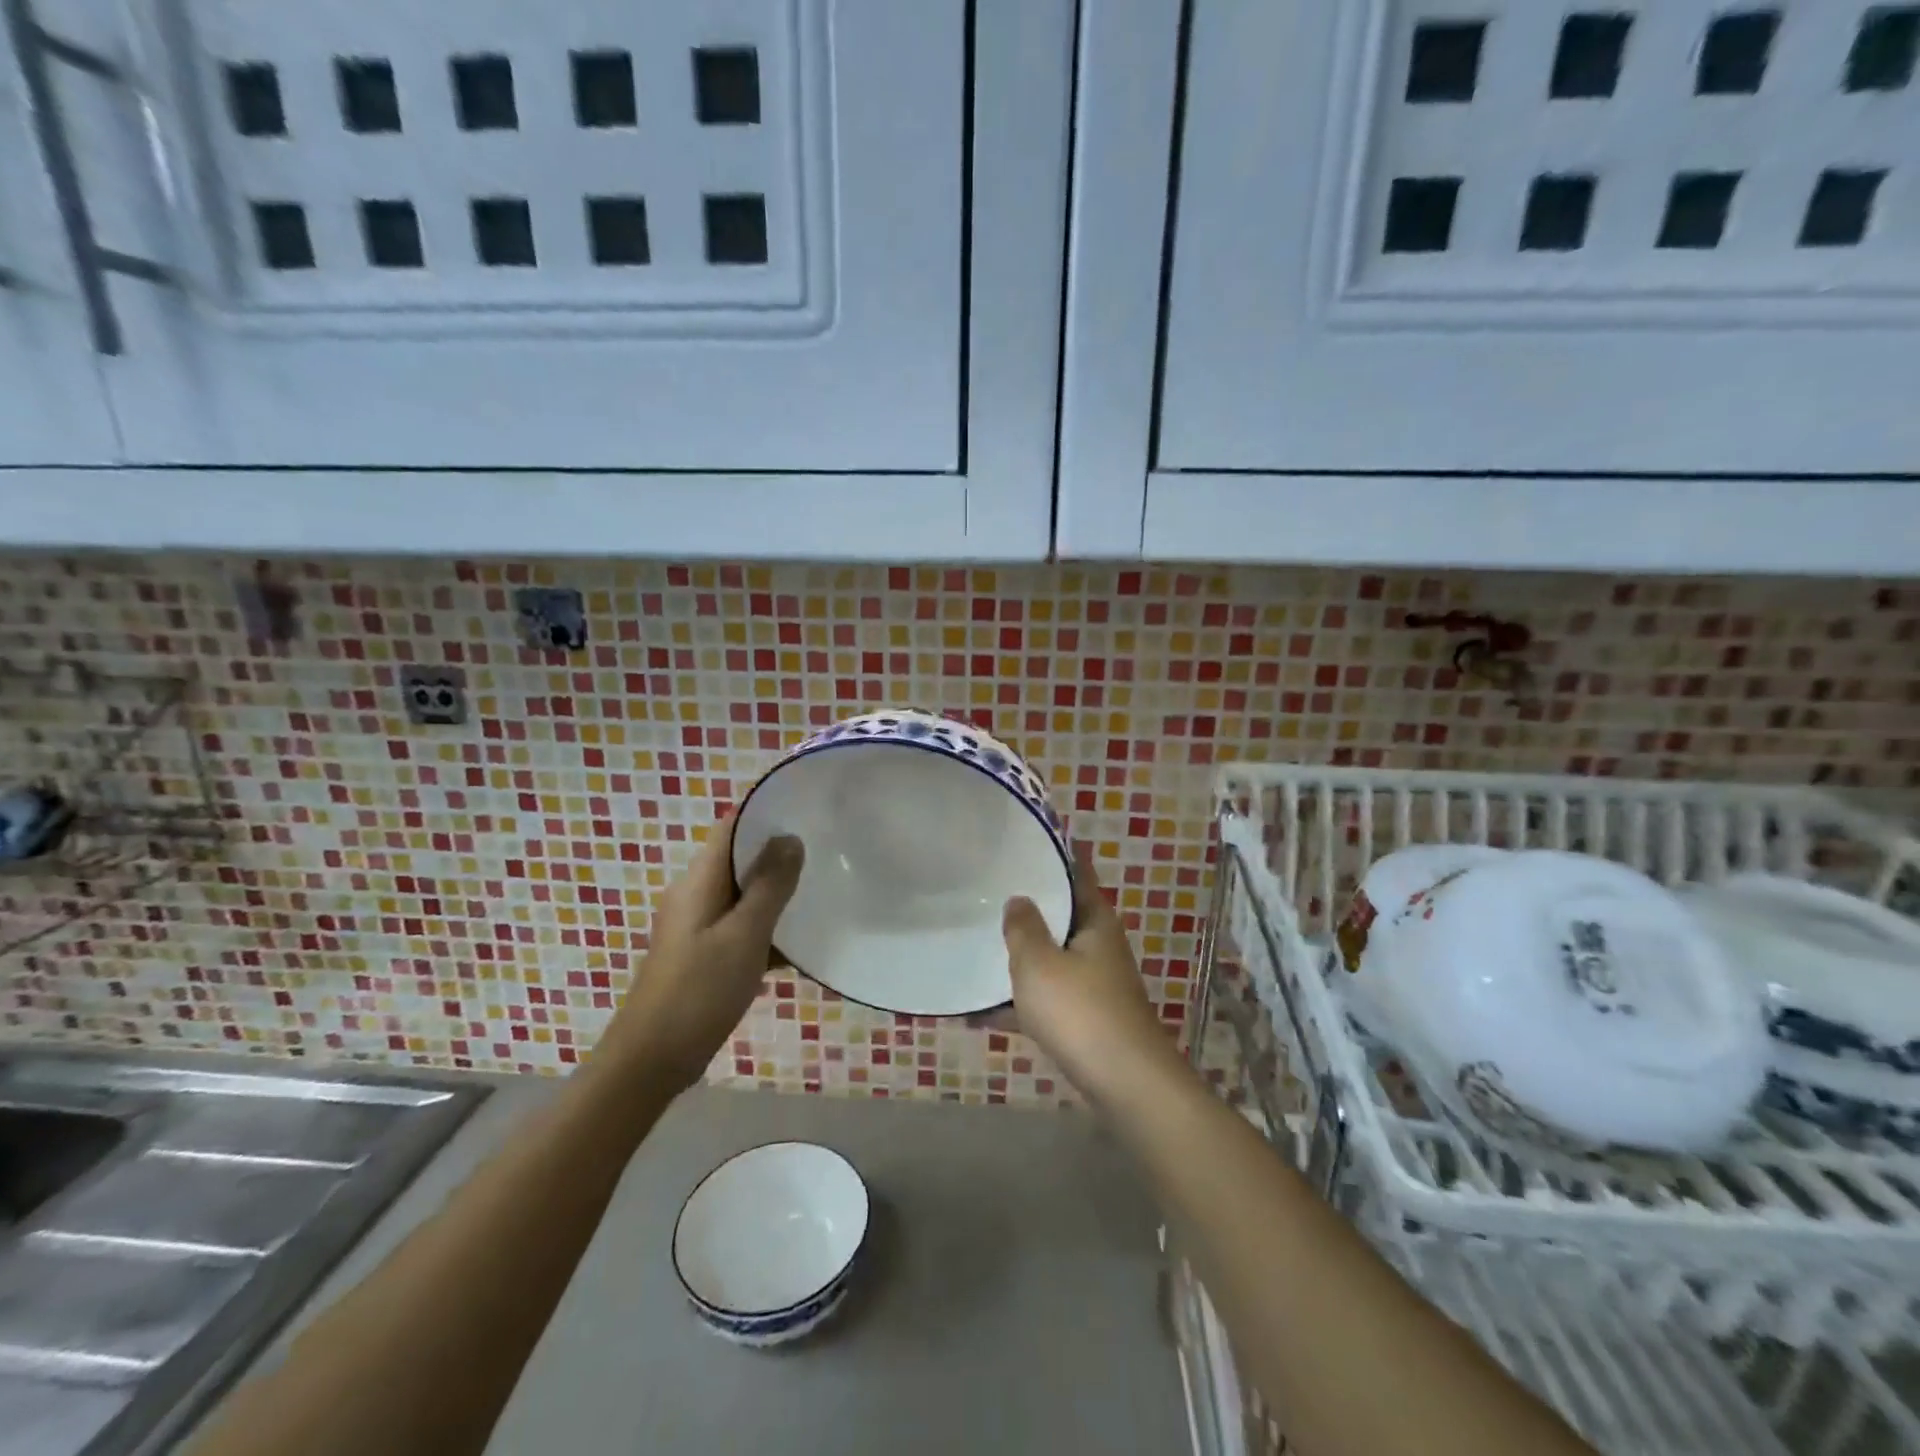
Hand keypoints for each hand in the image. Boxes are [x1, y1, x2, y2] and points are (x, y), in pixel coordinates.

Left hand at [601, 817, 804, 1090]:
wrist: (652, 1060)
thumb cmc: (699, 991)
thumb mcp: (744, 935)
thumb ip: (769, 886)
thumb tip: (789, 838)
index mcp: (699, 880)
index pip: (732, 827)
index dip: (766, 815)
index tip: (808, 814)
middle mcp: (695, 895)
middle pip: (740, 859)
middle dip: (779, 855)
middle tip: (826, 854)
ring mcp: (697, 926)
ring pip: (744, 895)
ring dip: (777, 894)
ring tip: (821, 893)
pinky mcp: (703, 954)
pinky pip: (741, 927)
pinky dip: (767, 929)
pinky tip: (799, 944)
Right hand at [1002, 845, 1175, 1102]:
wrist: (1125, 1084)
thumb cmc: (1080, 1011)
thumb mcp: (1039, 963)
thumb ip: (1023, 928)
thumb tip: (1019, 899)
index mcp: (1095, 921)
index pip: (1078, 873)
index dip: (1059, 853)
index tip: (1031, 839)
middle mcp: (1099, 946)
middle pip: (1062, 915)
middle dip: (1030, 906)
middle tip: (989, 889)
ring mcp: (1095, 984)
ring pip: (1052, 959)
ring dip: (1020, 956)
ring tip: (977, 944)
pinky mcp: (1086, 1019)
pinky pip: (1046, 998)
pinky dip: (1018, 1001)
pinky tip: (978, 1012)